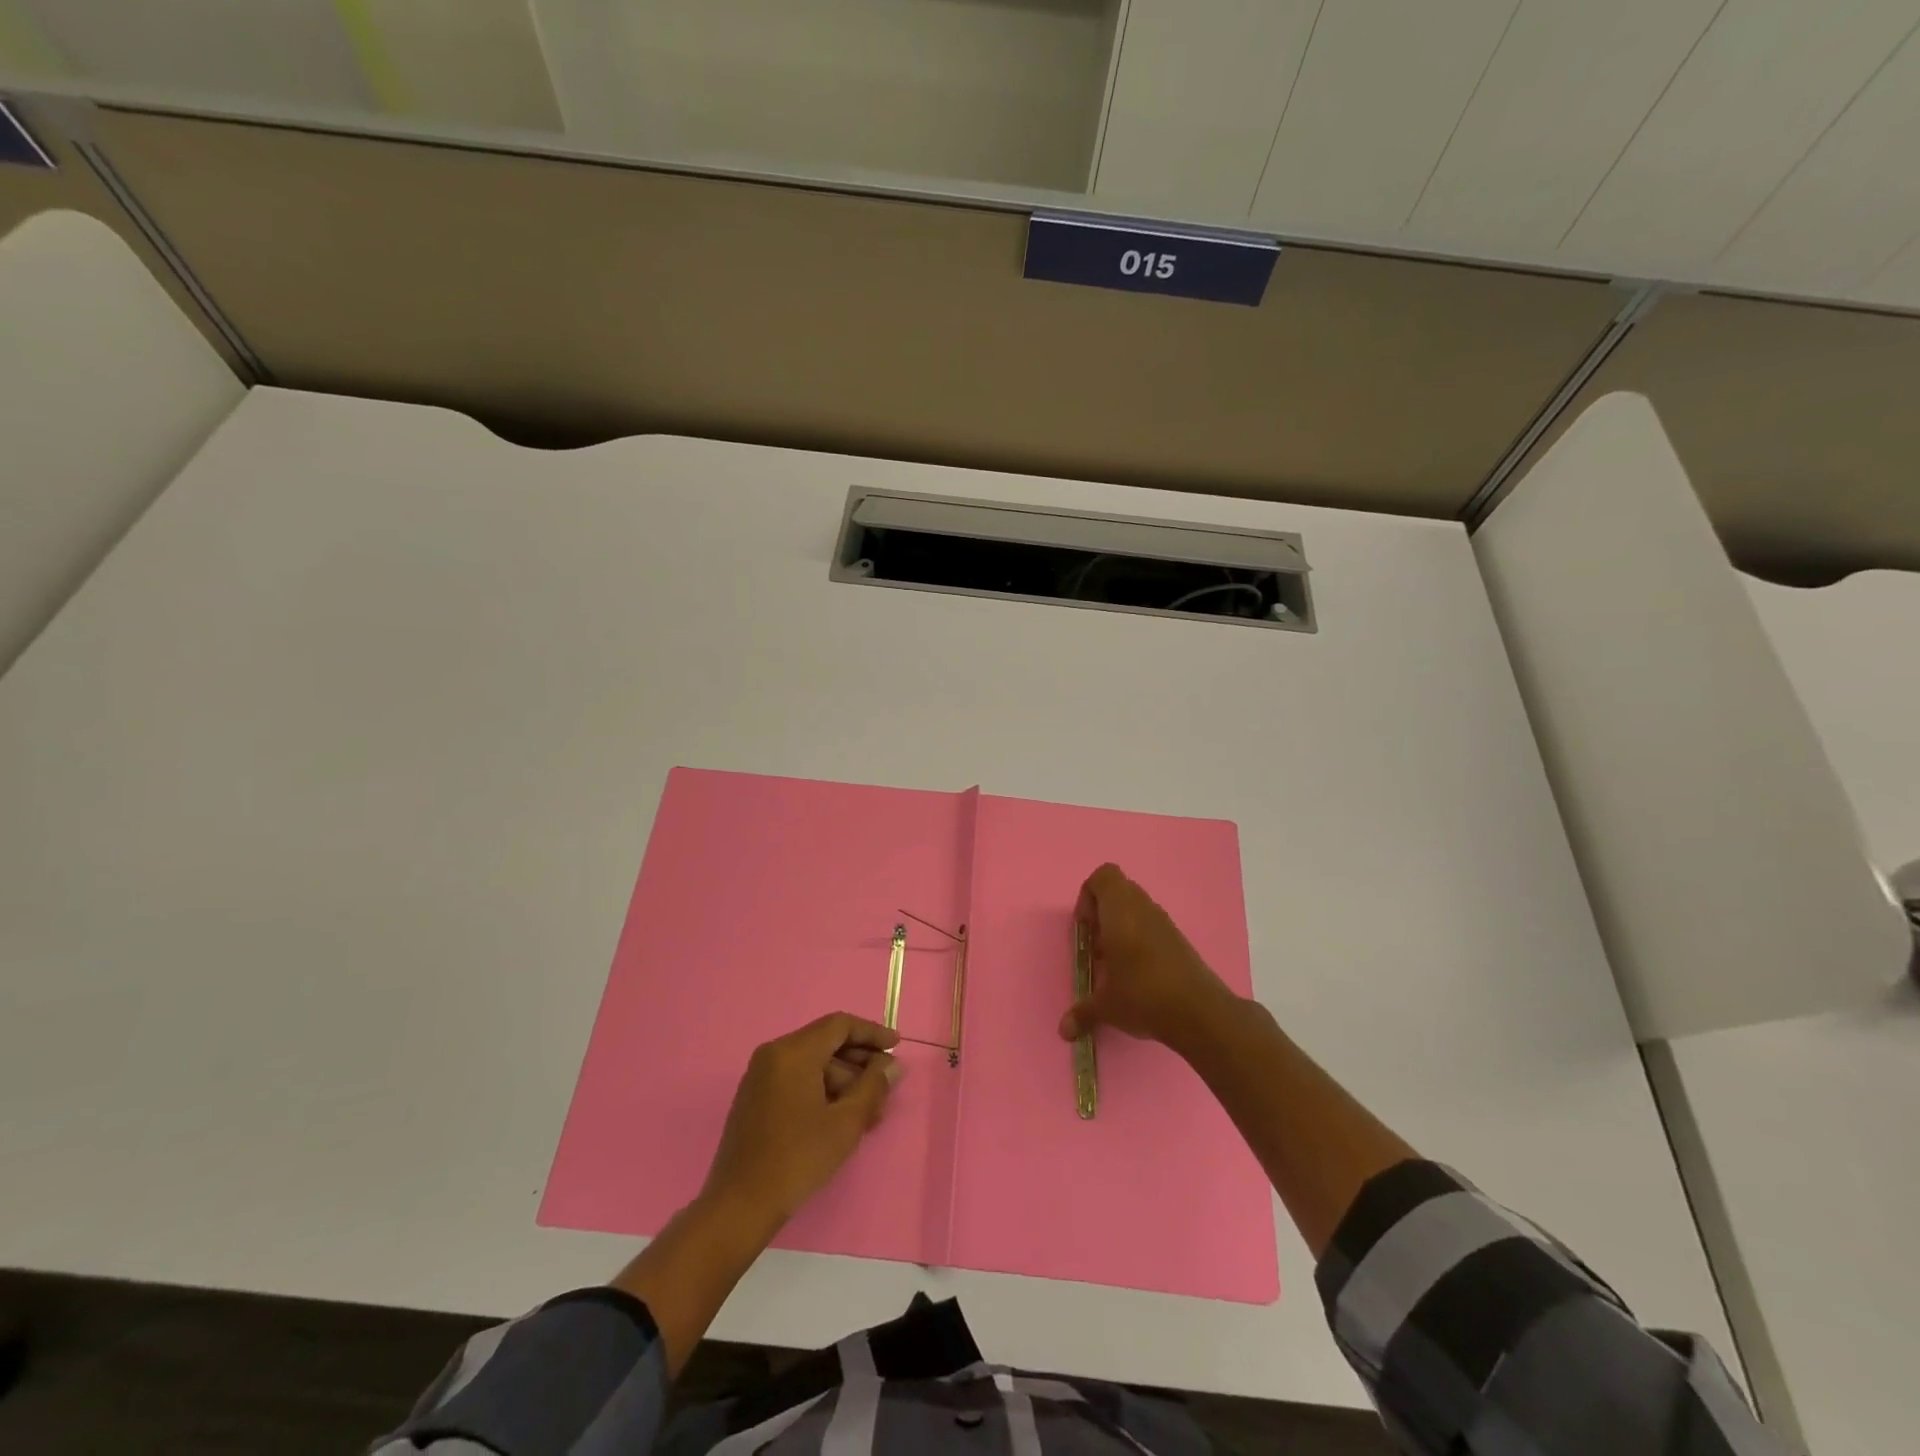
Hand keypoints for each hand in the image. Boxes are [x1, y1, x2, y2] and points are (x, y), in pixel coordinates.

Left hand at [701, 1012, 899, 1230]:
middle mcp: (774, 1054)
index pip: (840, 1025)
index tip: (896, 1046)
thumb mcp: (845, 1123)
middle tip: (886, 1085)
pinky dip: (822, 1089)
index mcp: (793, 1052)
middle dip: (860, 1062)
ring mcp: (761, 1075)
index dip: (872, 1033)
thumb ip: (873, 1086)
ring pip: (813, 1063)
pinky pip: (797, 1078)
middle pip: (826, 1042)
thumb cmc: (797, 1159)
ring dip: (844, 1080)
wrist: (739, 1206)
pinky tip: (842, 1116)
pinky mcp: (756, 1096)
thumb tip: (891, 1065)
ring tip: (869, 1112)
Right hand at [1059, 863, 1236, 1052]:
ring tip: (1115, 964)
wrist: (1199, 1012)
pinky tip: (1137, 975)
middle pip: (1118, 892)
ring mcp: (1165, 923)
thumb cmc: (1142, 994)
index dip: (1087, 897)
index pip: (1103, 877)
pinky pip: (1152, 927)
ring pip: (1137, 910)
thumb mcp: (1106, 1006)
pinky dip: (1140, 941)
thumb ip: (1083, 1012)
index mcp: (1120, 910)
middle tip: (1096, 947)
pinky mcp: (1180, 941)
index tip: (1085, 929)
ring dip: (1122, 929)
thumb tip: (1065, 1031)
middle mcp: (1143, 908)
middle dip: (1102, 915)